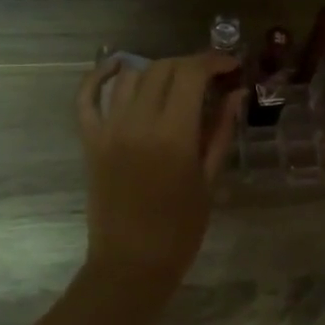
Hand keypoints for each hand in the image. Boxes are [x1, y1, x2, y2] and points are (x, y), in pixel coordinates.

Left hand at [77, 52, 239, 296]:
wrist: (131, 263)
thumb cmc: (180, 229)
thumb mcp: (209, 179)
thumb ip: (221, 130)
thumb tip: (236, 93)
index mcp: (173, 134)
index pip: (192, 74)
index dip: (214, 61)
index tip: (231, 66)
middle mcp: (138, 123)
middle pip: (163, 68)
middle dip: (190, 65)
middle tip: (209, 78)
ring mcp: (108, 129)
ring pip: (131, 76)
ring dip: (157, 71)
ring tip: (175, 84)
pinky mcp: (90, 140)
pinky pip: (87, 97)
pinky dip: (100, 76)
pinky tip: (118, 67)